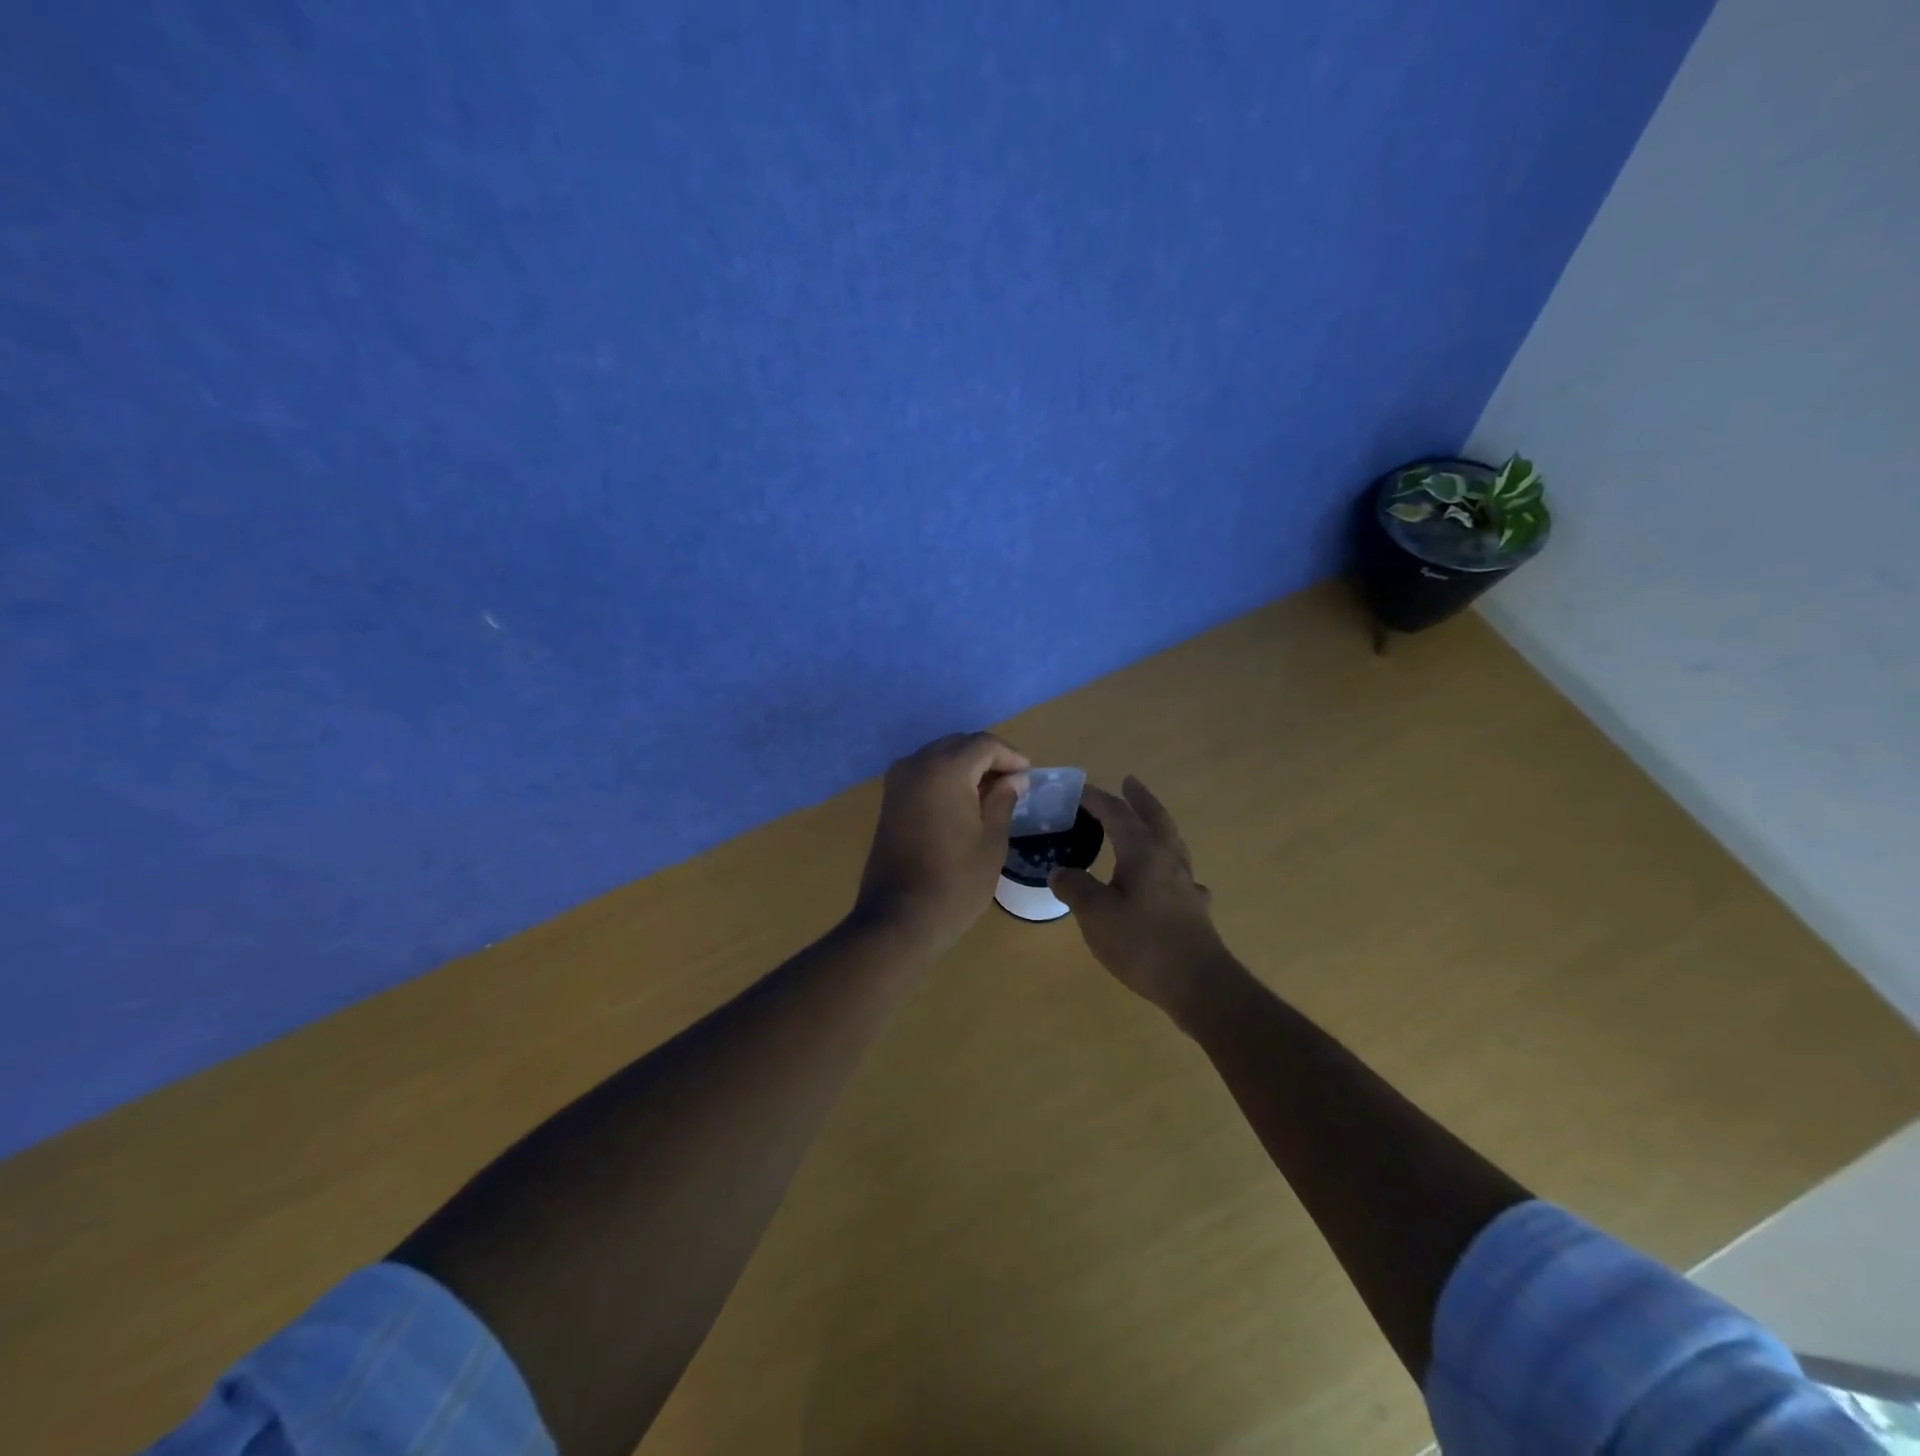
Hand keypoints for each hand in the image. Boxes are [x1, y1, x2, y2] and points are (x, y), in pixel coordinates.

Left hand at [854, 732, 1029, 954]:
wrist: (899, 917)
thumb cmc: (955, 882)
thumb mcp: (992, 841)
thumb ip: (1003, 801)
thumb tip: (1014, 779)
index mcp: (946, 769)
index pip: (983, 744)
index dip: (1010, 756)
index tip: (1028, 775)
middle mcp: (917, 764)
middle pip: (958, 745)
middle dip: (987, 758)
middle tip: (1013, 783)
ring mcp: (898, 781)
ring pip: (938, 757)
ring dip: (965, 767)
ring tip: (991, 794)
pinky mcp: (889, 800)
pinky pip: (923, 774)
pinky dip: (945, 779)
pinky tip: (963, 802)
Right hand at [1049, 777, 1240, 1022]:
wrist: (1199, 983)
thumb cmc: (1142, 942)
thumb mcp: (1095, 914)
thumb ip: (1074, 887)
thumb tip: (1060, 872)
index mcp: (1143, 851)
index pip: (1117, 813)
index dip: (1097, 798)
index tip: (1078, 789)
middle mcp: (1168, 859)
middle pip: (1155, 817)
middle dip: (1139, 799)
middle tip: (1129, 782)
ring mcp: (1186, 883)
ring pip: (1173, 842)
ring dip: (1158, 825)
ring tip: (1146, 823)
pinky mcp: (1195, 908)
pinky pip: (1181, 875)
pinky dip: (1170, 866)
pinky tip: (1169, 881)